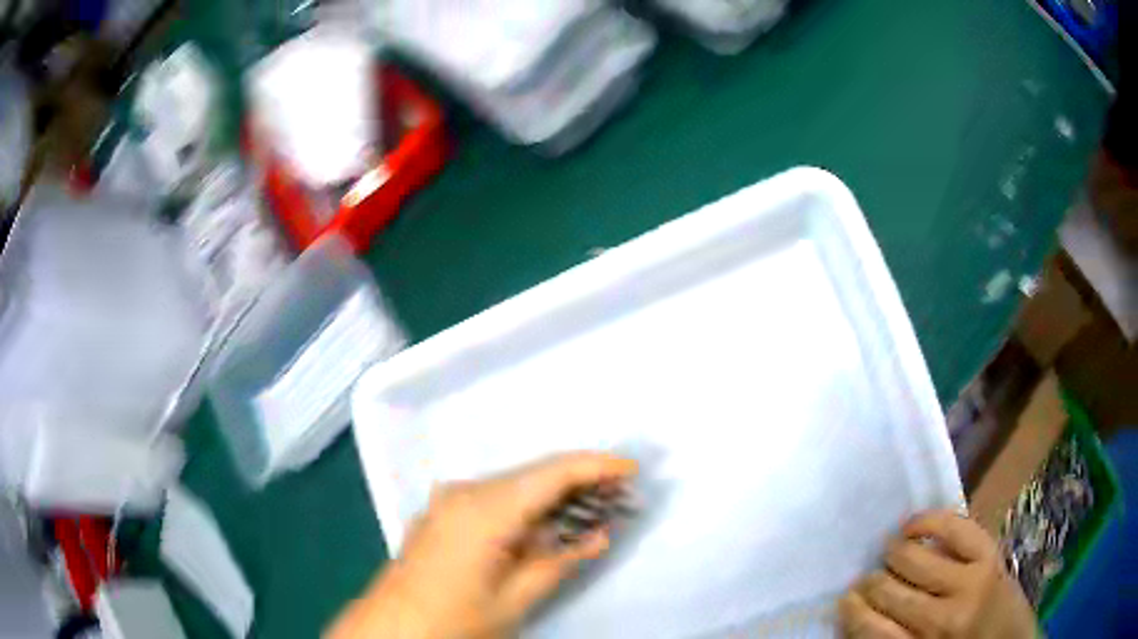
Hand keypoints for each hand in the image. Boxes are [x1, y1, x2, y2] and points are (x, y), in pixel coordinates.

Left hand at [327, 452, 637, 638]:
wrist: (391, 628)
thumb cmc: (454, 619)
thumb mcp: (515, 598)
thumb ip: (560, 561)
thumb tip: (599, 536)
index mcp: (484, 509)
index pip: (551, 472)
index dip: (596, 466)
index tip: (632, 470)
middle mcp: (465, 492)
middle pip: (534, 474)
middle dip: (580, 481)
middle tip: (619, 496)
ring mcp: (449, 500)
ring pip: (515, 485)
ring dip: (554, 495)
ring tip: (593, 509)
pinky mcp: (443, 512)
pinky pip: (495, 499)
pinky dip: (527, 507)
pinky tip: (548, 525)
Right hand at [839, 510, 1036, 637]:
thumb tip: (857, 615)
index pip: (868, 628)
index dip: (850, 611)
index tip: (845, 602)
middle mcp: (940, 620)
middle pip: (887, 589)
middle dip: (869, 581)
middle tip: (867, 579)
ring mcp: (969, 582)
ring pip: (912, 557)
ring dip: (891, 552)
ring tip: (889, 551)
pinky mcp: (989, 555)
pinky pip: (952, 527)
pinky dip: (926, 521)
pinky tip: (911, 526)